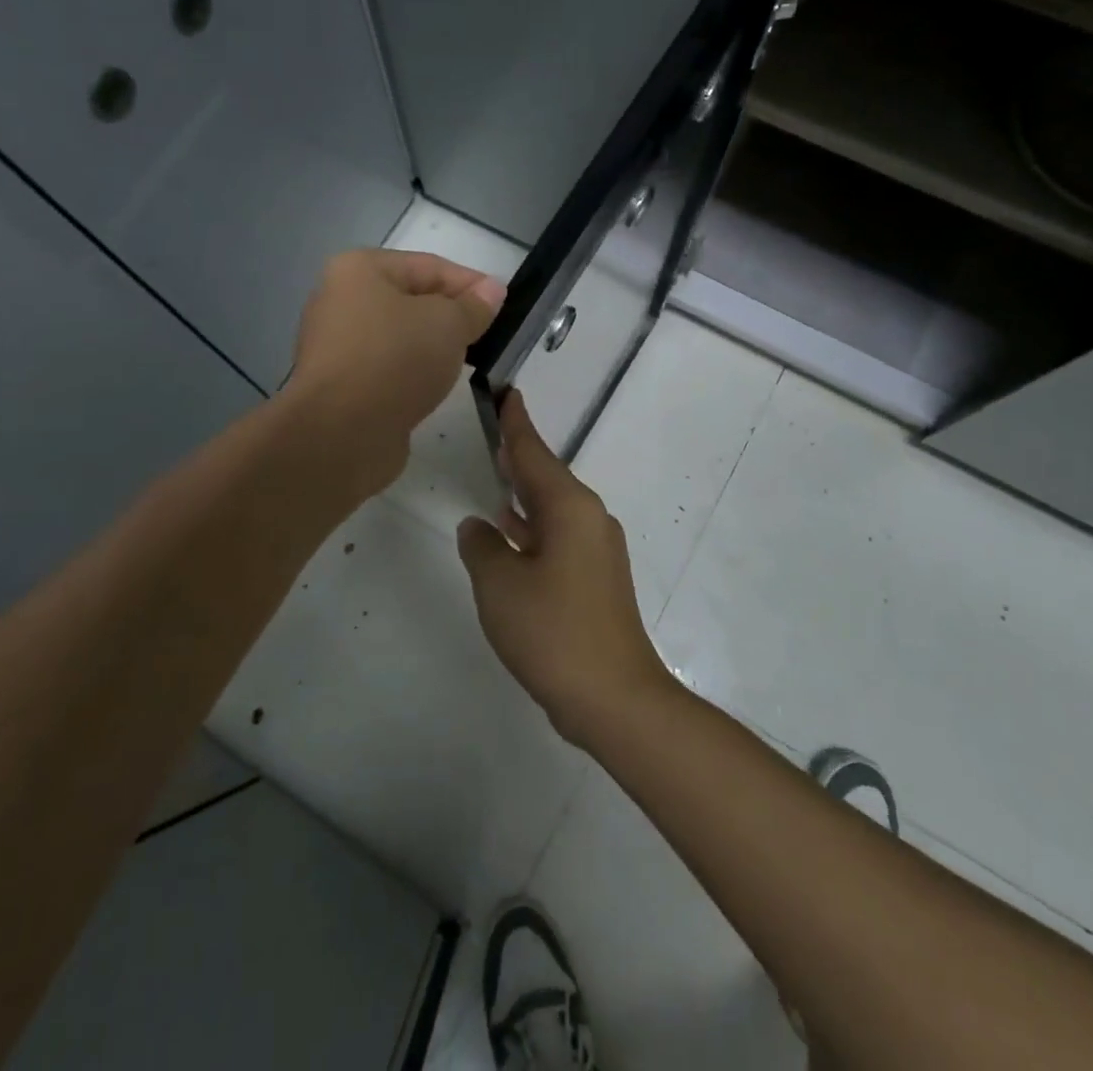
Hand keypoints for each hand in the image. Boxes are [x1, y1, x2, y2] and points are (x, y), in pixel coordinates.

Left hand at [285, 249, 505, 490]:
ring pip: (400, 336)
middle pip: (411, 300)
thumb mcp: (449, 323)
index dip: (470, 283)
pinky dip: (412, 372)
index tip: (503, 305)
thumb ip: (474, 305)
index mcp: (358, 269)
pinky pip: (387, 367)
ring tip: (467, 361)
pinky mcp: (340, 384)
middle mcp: (339, 300)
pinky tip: (434, 385)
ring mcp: (336, 345)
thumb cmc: (396, 360)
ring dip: (432, 346)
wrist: (343, 432)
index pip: (428, 266)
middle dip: (451, 315)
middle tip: (488, 334)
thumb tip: (492, 290)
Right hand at [457, 392, 676, 748]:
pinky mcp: (595, 579)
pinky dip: (533, 527)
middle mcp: (589, 520)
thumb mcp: (500, 585)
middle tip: (494, 430)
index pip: (535, 453)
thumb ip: (482, 546)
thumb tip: (479, 526)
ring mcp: (596, 551)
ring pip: (552, 508)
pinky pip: (558, 536)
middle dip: (520, 455)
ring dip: (524, 493)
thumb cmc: (553, 632)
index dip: (516, 423)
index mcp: (570, 508)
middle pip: (546, 476)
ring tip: (496, 474)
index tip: (507, 393)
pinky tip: (510, 533)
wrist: (614, 698)